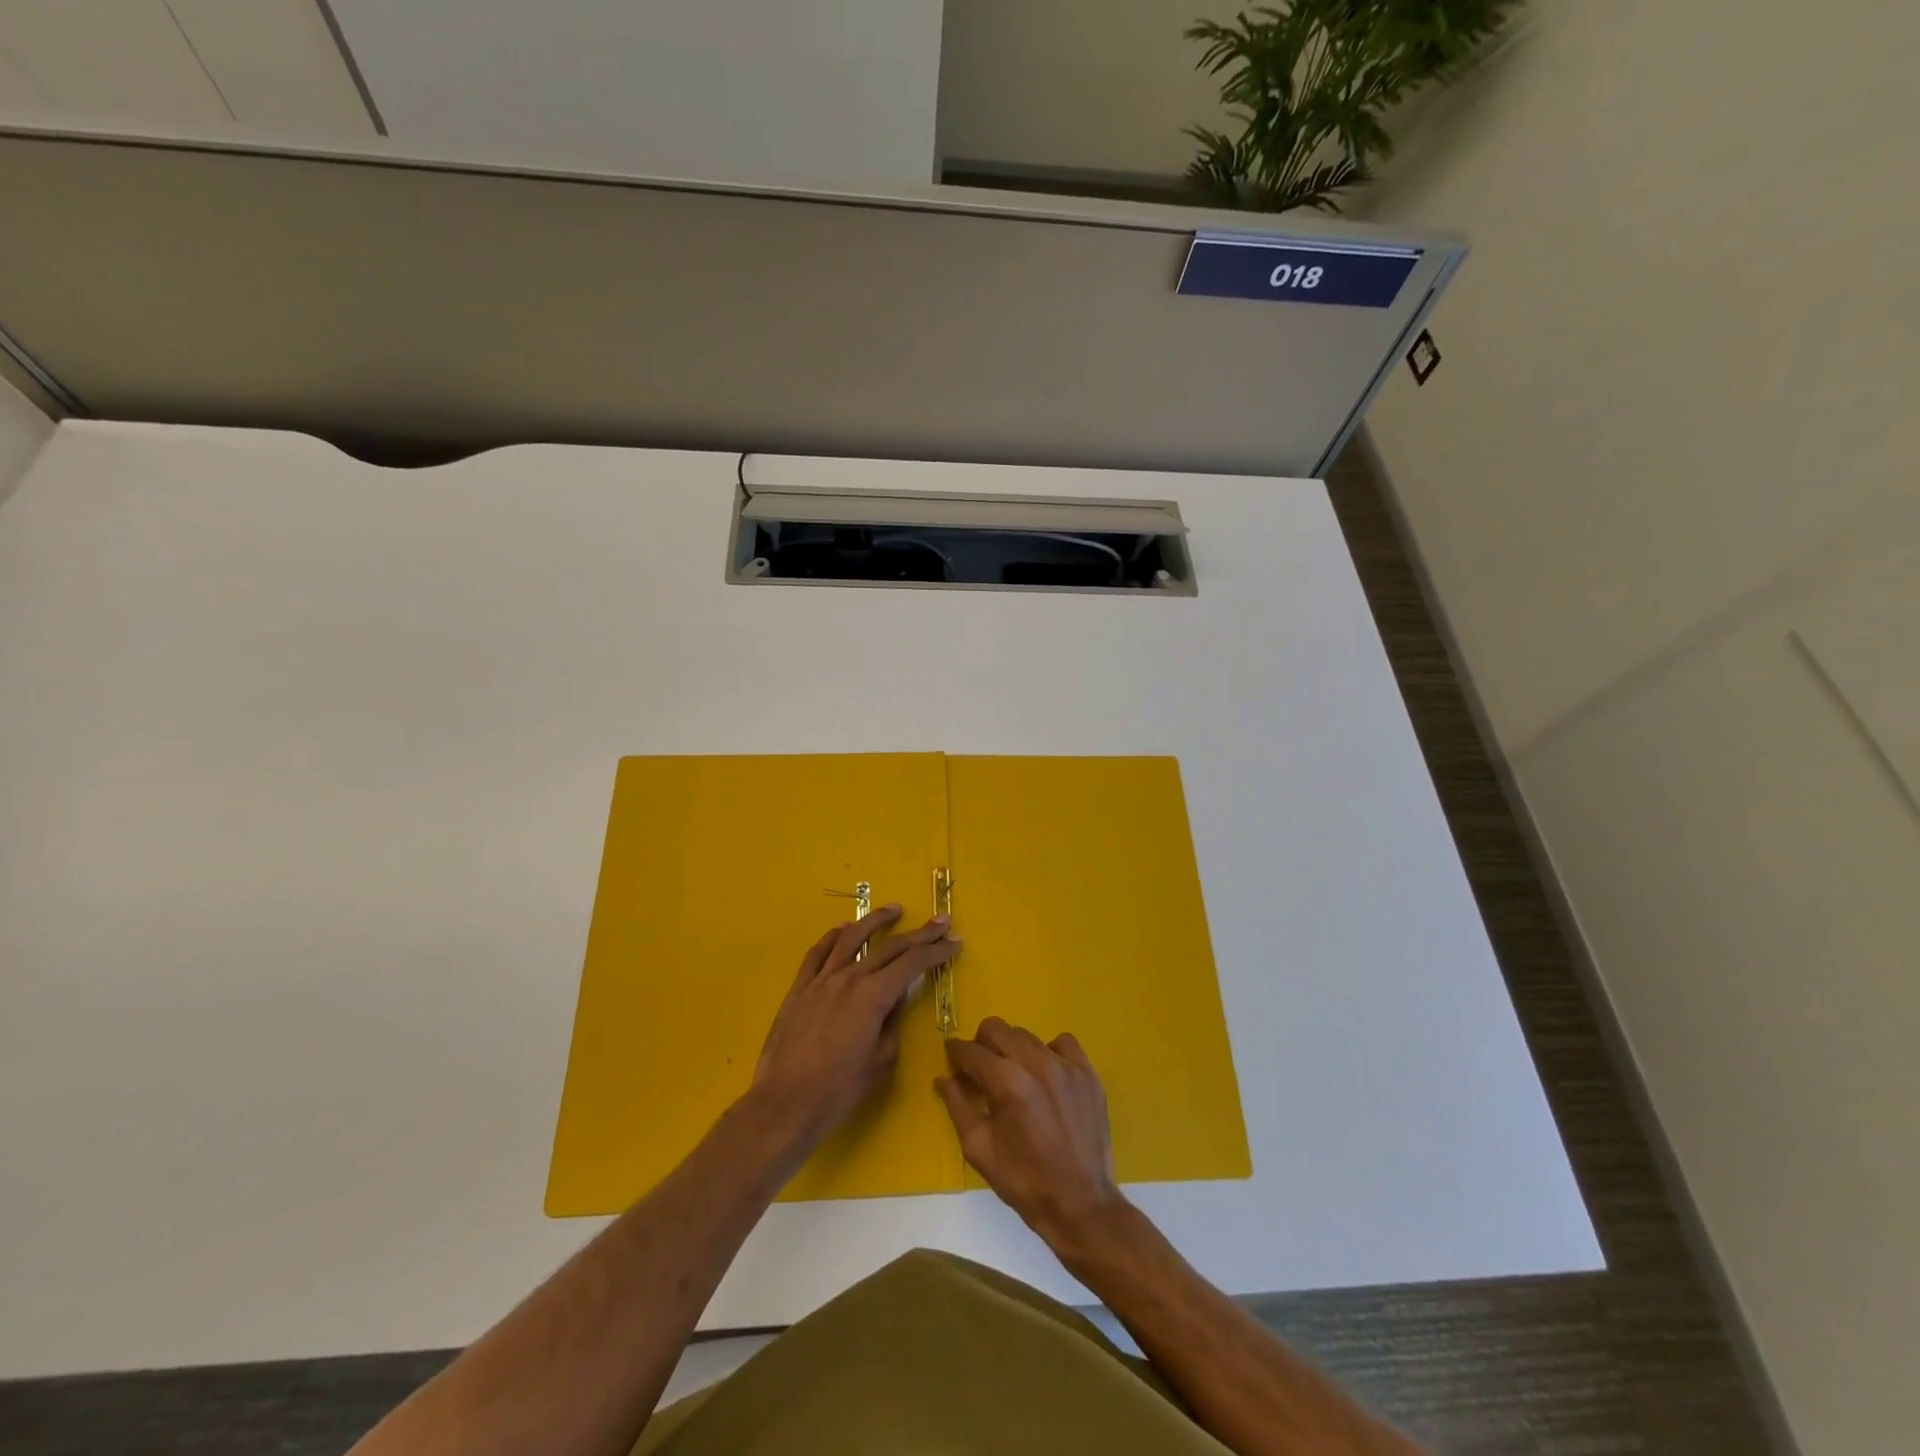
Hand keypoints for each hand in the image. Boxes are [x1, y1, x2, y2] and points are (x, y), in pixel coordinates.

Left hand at [750, 906, 959, 1146]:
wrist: (785, 1103)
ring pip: (851, 938)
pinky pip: (818, 953)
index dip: (937, 951)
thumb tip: (896, 1001)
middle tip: (940, 921)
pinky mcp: (799, 988)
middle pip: (890, 947)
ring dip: (875, 921)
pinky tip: (843, 929)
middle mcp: (849, 978)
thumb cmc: (839, 1090)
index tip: (954, 942)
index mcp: (873, 996)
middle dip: (920, 933)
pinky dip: (833, 936)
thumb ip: (892, 1023)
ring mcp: (821, 980)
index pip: (913, 963)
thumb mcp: (881, 1060)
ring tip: (894, 910)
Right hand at [937, 1017, 1127, 1253]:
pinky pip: (1063, 1042)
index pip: (971, 1051)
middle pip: (997, 1029)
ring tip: (1014, 1077)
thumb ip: (957, 1106)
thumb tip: (943, 1078)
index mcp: (1007, 1082)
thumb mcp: (979, 1149)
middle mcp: (1036, 1063)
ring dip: (1012, 1050)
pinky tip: (1046, 1075)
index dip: (956, 1053)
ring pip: (1027, 1035)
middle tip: (980, 1070)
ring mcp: (1066, 1065)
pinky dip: (1049, 1051)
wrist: (1081, 1204)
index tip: (952, 1059)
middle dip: (981, 1044)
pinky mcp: (1087, 1073)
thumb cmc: (1024, 1180)